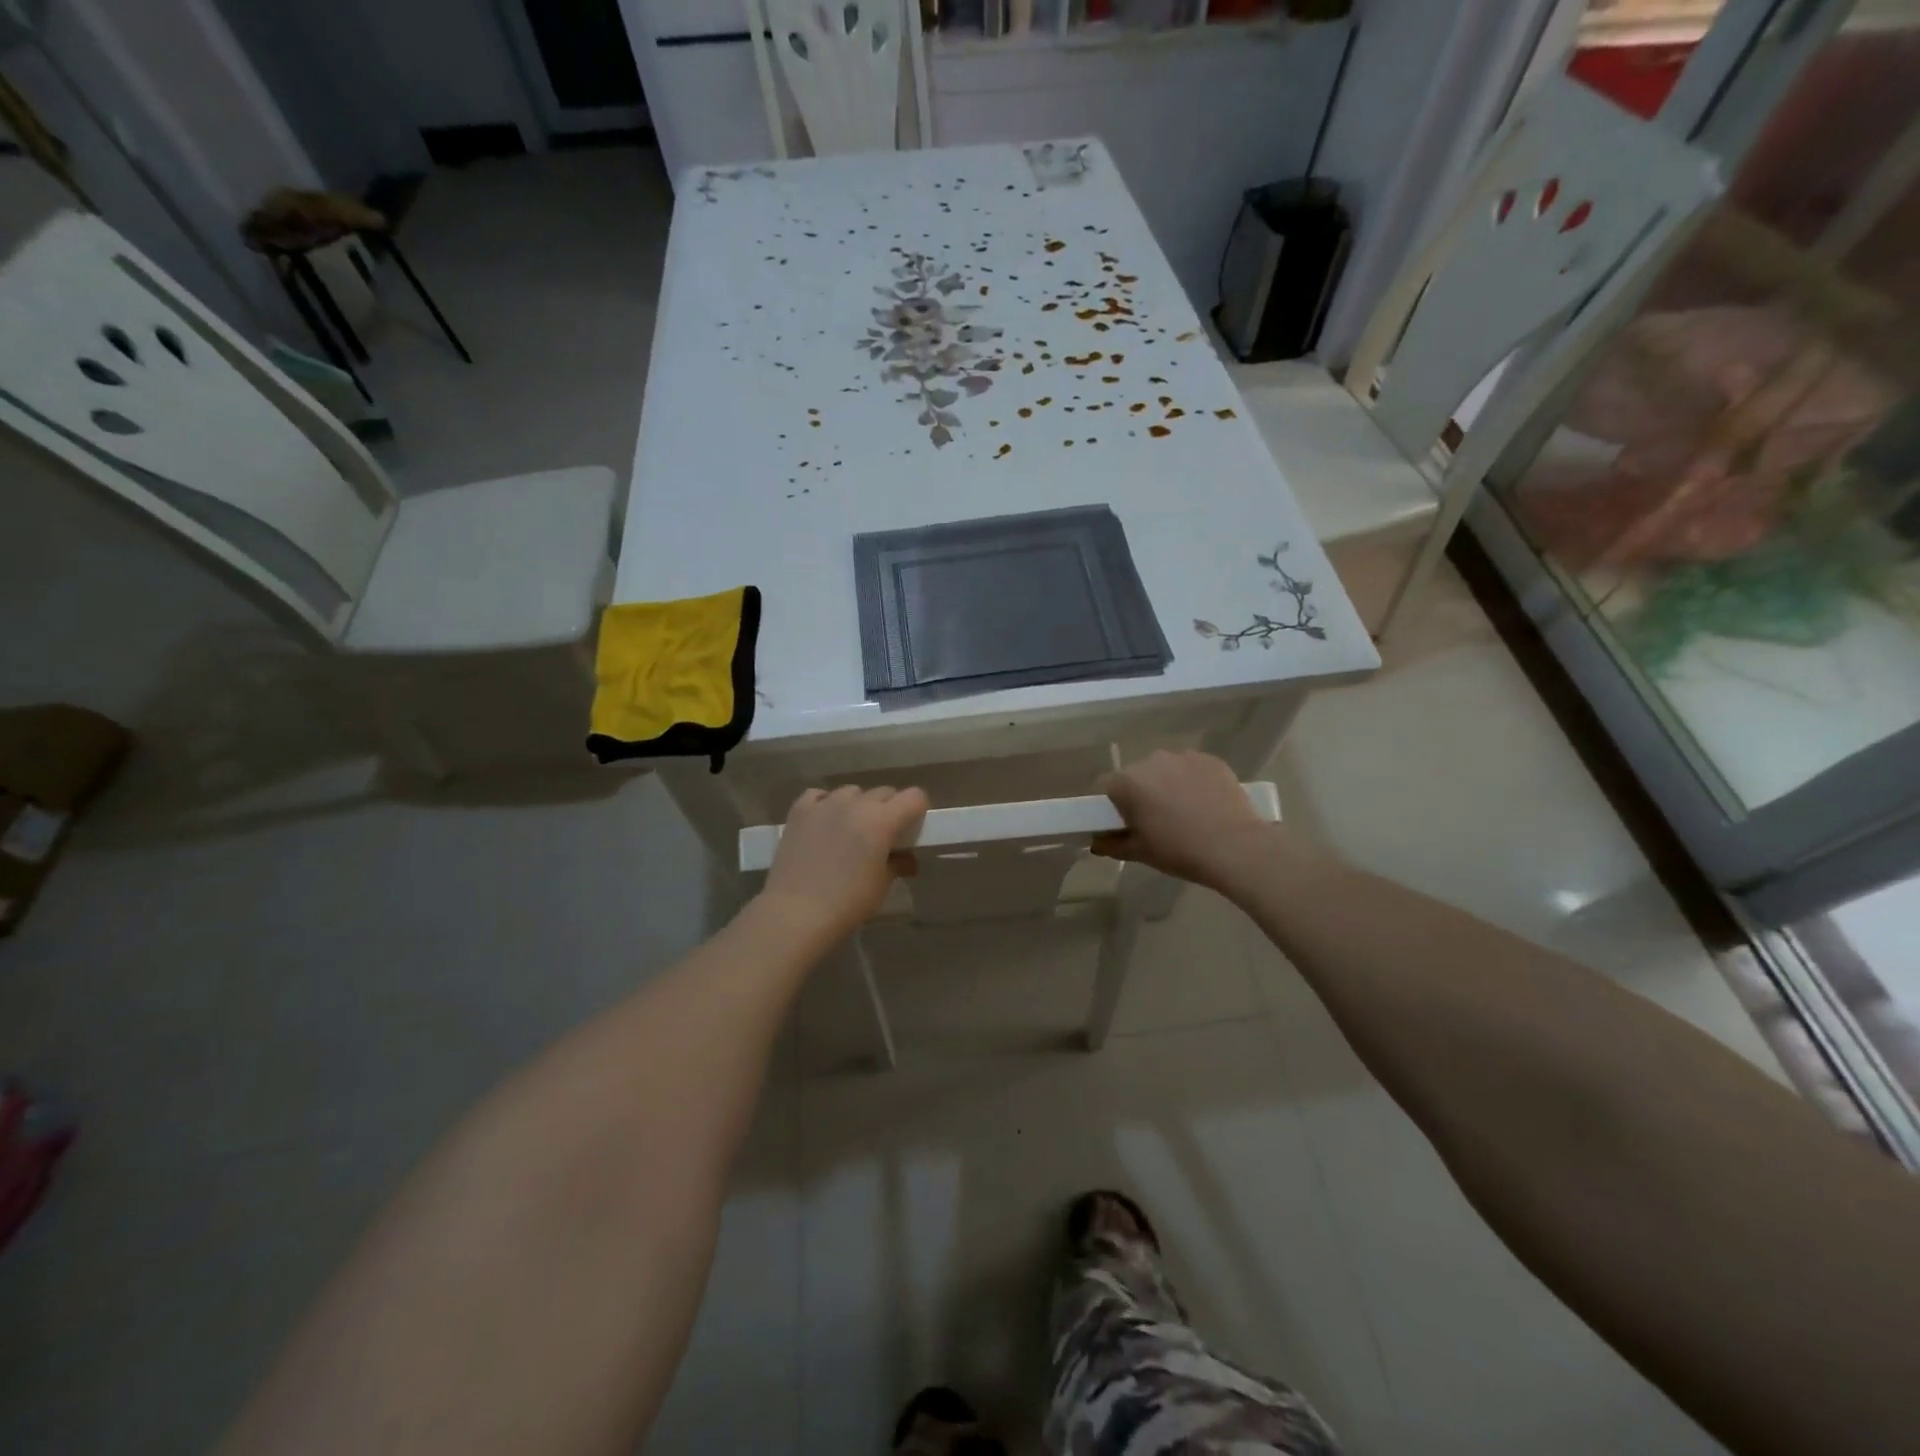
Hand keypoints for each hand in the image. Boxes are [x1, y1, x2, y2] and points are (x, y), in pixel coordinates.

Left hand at [758, 785, 929, 942]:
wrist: (795, 913)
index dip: (918, 809)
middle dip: (889, 809)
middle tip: (883, 835)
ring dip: (858, 805)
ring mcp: (824, 804)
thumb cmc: (847, 903)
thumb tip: (906, 859)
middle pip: (883, 792)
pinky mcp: (799, 811)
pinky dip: (826, 804)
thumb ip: (897, 864)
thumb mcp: (881, 885)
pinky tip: (824, 821)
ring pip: (852, 792)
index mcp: (882, 820)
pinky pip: (819, 795)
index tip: (913, 827)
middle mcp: (856, 804)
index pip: (914, 797)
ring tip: (851, 829)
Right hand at [1093, 750, 1275, 889]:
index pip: (1106, 786)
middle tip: (1155, 819)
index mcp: (1127, 783)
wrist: (1235, 847)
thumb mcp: (1140, 852)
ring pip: (1165, 769)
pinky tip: (1206, 803)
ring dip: (1167, 784)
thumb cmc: (1178, 850)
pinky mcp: (1210, 759)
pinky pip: (1192, 768)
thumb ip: (1112, 845)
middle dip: (1141, 793)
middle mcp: (1151, 761)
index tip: (1124, 822)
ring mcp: (1183, 757)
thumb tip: (1096, 842)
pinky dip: (1193, 781)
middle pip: (1137, 775)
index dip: (1112, 804)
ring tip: (1185, 811)